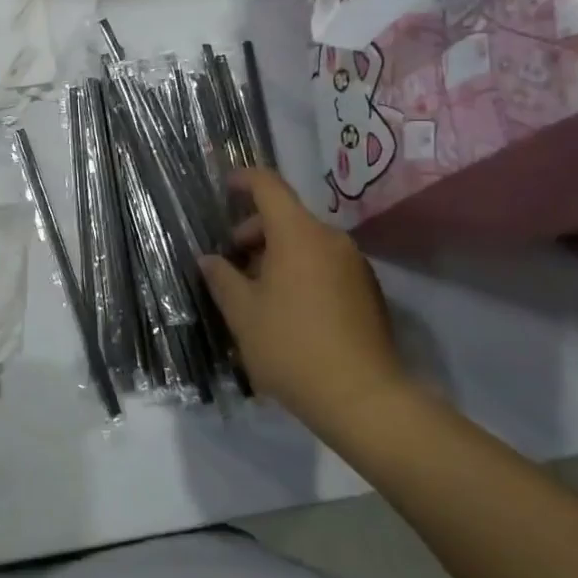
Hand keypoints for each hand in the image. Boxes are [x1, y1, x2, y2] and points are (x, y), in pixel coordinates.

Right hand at [199, 168, 407, 438]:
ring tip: (257, 291)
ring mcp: (354, 264)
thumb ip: (222, 279)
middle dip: (255, 231)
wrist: (363, 398)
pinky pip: (325, 264)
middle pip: (287, 217)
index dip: (245, 180)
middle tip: (232, 263)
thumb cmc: (292, 347)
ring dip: (278, 254)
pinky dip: (301, 270)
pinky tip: (288, 308)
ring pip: (307, 242)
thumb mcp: (243, 314)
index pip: (269, 186)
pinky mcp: (368, 290)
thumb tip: (209, 260)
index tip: (227, 186)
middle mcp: (331, 239)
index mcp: (298, 234)